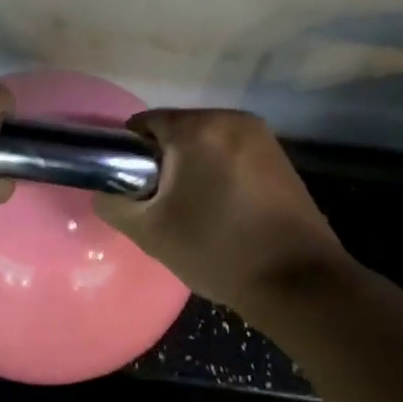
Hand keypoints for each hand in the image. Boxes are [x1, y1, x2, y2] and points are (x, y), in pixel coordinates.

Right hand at [95, 110, 351, 315]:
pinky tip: (223, 210)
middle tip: (161, 206)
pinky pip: (232, 154)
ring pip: (205, 143)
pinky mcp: (281, 157)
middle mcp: (232, 119)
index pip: (143, 124)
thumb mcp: (149, 232)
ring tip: (193, 211)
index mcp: (199, 128)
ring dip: (192, 168)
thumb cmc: (217, 251)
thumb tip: (105, 190)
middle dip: (163, 162)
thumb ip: (113, 203)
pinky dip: (219, 173)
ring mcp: (262, 137)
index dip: (128, 154)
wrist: (298, 282)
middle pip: (177, 131)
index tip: (131, 189)